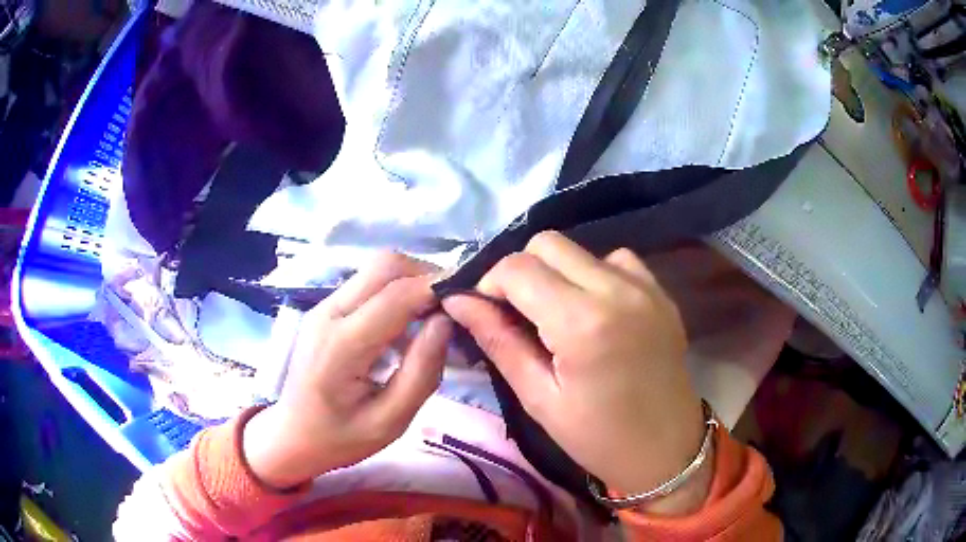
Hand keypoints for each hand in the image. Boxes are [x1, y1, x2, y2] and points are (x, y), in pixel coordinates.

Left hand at [243, 253, 451, 488]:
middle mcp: (329, 313)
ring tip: (433, 314)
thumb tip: (446, 321)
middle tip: (451, 306)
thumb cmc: (341, 438)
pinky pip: (366, 284)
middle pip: (384, 265)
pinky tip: (406, 323)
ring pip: (376, 269)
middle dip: (425, 275)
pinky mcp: (325, 309)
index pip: (396, 295)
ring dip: (410, 281)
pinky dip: (394, 291)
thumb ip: (421, 372)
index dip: (437, 289)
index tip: (469, 299)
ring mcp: (324, 307)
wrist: (292, 436)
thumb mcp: (390, 421)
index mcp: (342, 345)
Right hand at [442, 232, 709, 513]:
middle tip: (518, 313)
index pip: (517, 268)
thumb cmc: (598, 437)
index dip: (490, 284)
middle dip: (521, 271)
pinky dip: (594, 275)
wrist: (666, 449)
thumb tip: (458, 300)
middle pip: (548, 243)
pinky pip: (616, 260)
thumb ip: (498, 341)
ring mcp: (645, 286)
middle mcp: (617, 289)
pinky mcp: (661, 292)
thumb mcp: (539, 398)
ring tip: (559, 315)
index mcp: (582, 322)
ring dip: (558, 272)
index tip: (487, 312)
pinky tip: (596, 311)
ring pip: (580, 249)